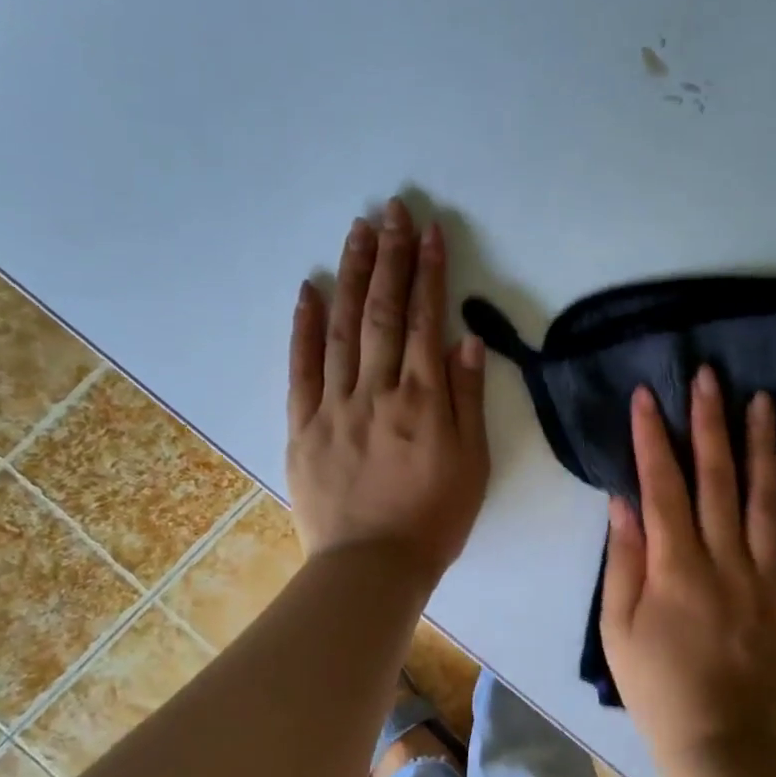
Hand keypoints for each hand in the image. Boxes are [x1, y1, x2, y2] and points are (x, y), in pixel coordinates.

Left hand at [286, 198, 489, 585]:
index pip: (424, 321)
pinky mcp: (304, 425)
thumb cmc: (435, 517)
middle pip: (382, 312)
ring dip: (351, 275)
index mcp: (423, 400)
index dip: (428, 273)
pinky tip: (309, 289)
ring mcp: (335, 405)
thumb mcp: (473, 463)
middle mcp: (377, 391)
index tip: (429, 231)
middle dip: (390, 257)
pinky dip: (304, 326)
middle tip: (392, 210)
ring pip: (342, 329)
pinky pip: (302, 368)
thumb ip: (468, 399)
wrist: (373, 567)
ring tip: (357, 231)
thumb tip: (464, 339)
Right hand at [601, 367, 775, 772]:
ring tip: (764, 403)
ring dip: (764, 448)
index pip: (662, 487)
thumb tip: (624, 501)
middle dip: (710, 423)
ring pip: (768, 501)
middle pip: (717, 480)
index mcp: (676, 567)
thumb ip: (623, 560)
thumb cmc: (656, 685)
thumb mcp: (617, 628)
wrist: (718, 740)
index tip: (648, 396)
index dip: (652, 438)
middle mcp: (725, 561)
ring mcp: (767, 579)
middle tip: (711, 376)